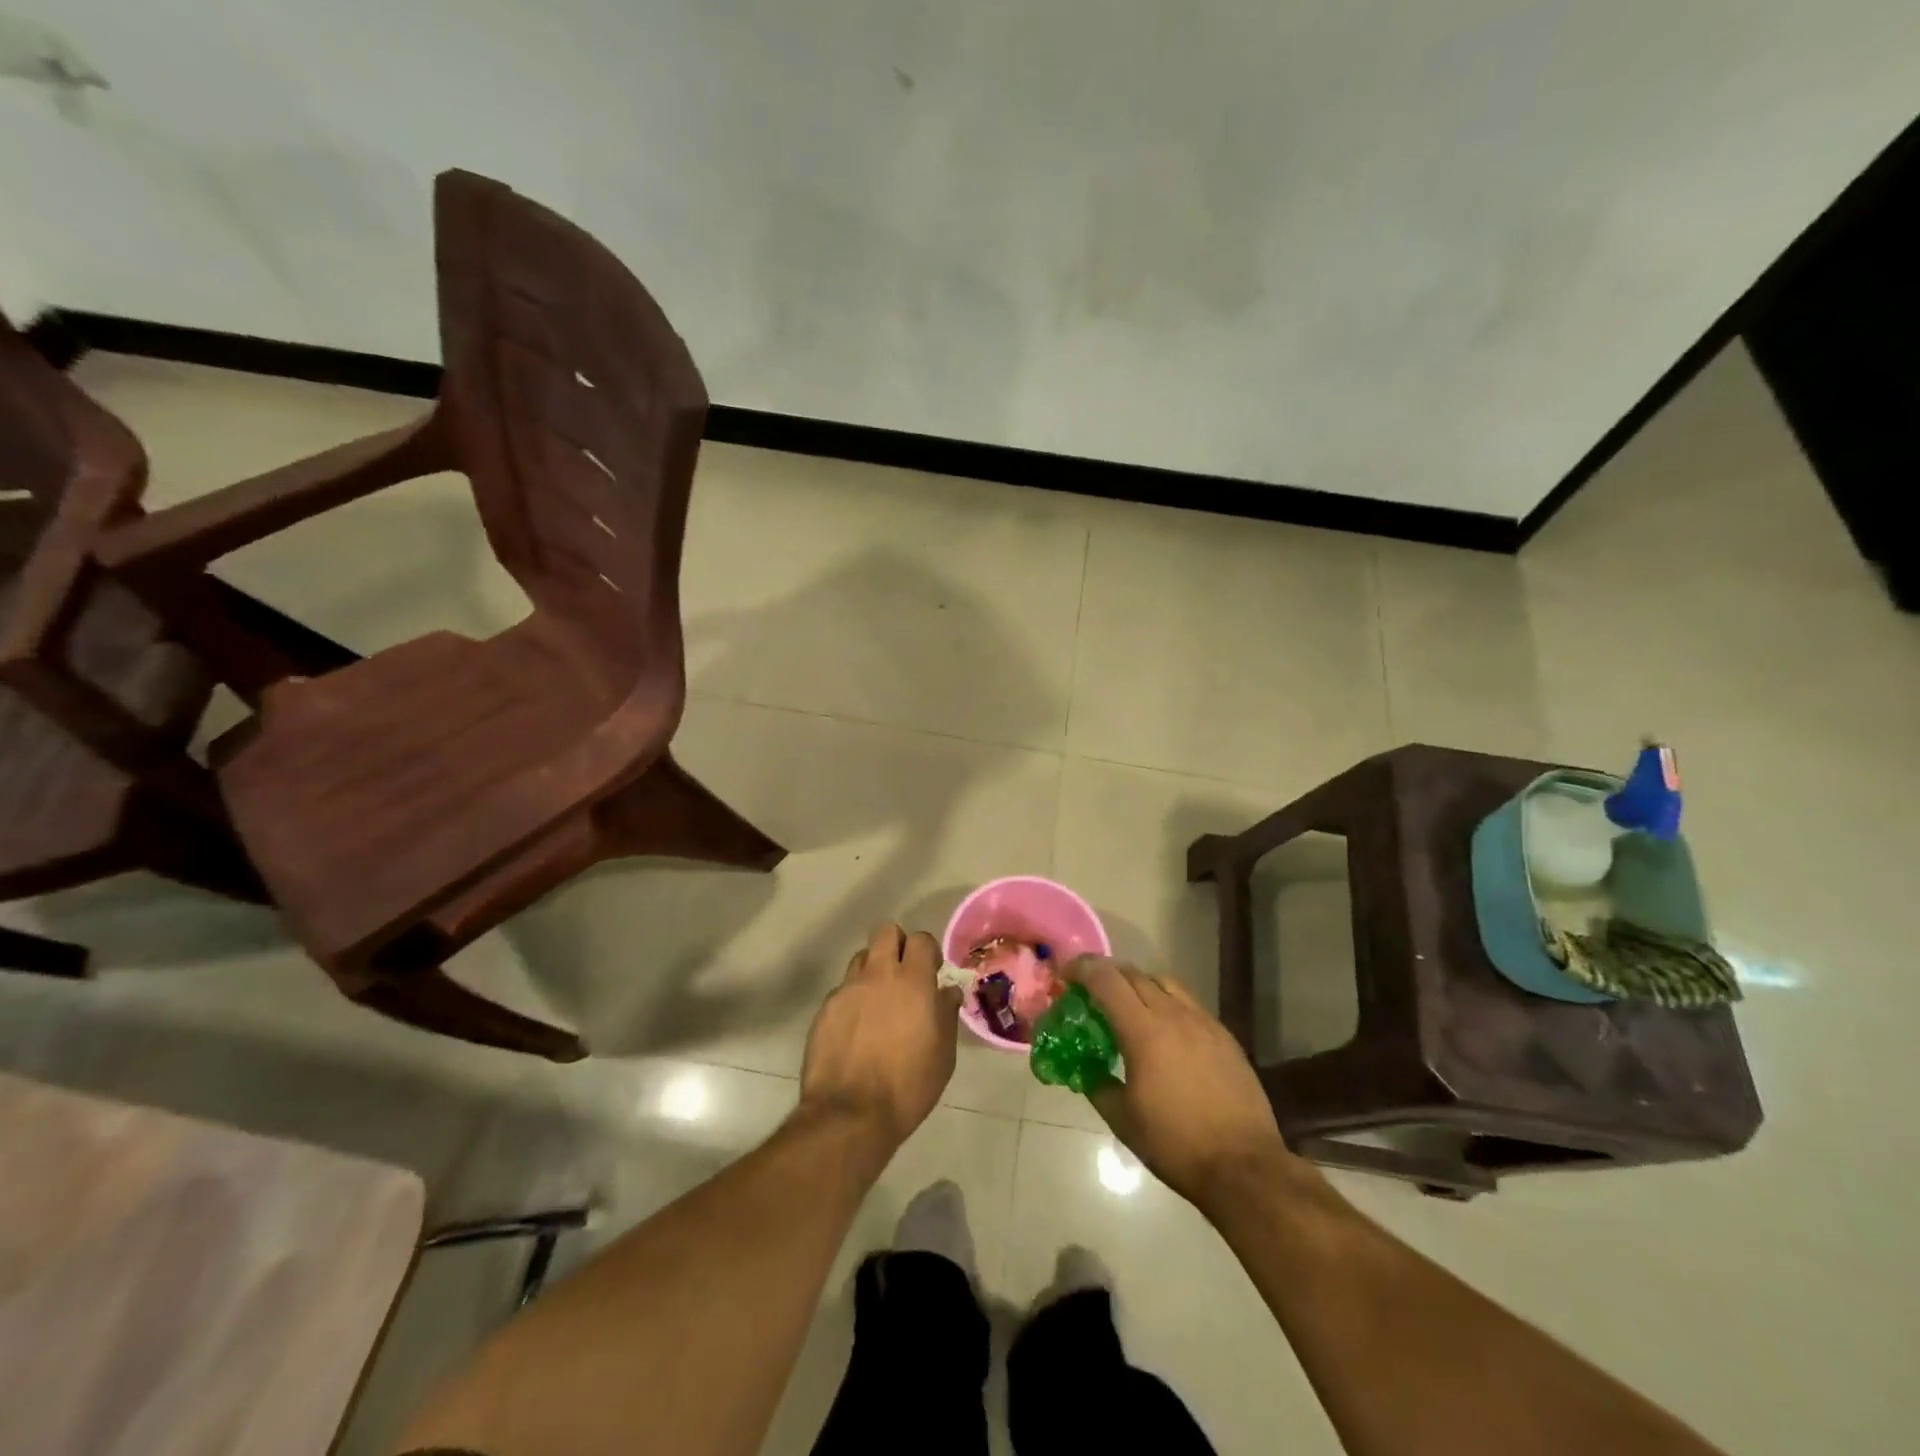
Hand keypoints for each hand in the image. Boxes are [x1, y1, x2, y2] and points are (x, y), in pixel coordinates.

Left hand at [800, 922, 961, 1149]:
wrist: (850, 1114)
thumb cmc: (908, 1086)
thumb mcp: (943, 1054)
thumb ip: (946, 1015)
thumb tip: (948, 992)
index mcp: (913, 982)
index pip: (921, 939)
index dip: (927, 952)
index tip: (931, 973)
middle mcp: (879, 975)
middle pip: (885, 931)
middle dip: (896, 944)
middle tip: (902, 974)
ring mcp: (848, 989)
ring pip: (861, 957)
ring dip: (872, 970)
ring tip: (877, 1001)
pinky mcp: (825, 1008)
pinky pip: (843, 989)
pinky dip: (852, 999)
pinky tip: (856, 1029)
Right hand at [1073, 957, 1307, 1211]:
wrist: (1244, 1166)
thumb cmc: (1175, 1144)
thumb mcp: (1123, 1120)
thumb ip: (1098, 1085)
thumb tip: (1085, 1069)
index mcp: (1143, 1030)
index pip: (1106, 980)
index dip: (1082, 969)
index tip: (1065, 974)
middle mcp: (1173, 1014)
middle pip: (1134, 974)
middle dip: (1107, 974)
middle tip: (1090, 989)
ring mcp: (1203, 1022)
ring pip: (1164, 982)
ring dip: (1139, 983)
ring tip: (1128, 1004)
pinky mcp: (1224, 1035)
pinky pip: (1188, 1002)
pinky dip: (1167, 1002)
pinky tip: (1165, 1029)